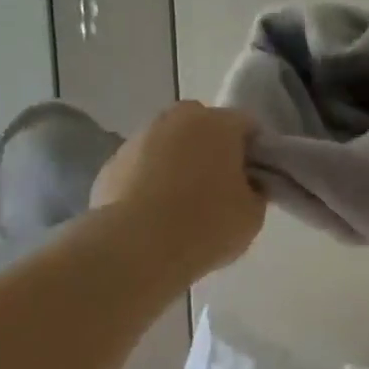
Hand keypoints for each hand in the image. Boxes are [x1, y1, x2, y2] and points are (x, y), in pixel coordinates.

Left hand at [89, 102, 265, 281]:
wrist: (135, 248)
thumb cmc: (206, 225)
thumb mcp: (253, 214)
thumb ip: (256, 190)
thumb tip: (248, 184)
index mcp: (217, 124)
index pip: (248, 125)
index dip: (256, 150)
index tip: (257, 178)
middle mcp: (176, 119)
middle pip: (204, 126)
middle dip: (214, 149)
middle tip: (222, 187)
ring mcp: (138, 138)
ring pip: (170, 144)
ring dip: (179, 163)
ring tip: (184, 205)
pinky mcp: (110, 164)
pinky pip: (143, 166)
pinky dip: (151, 181)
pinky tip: (156, 214)